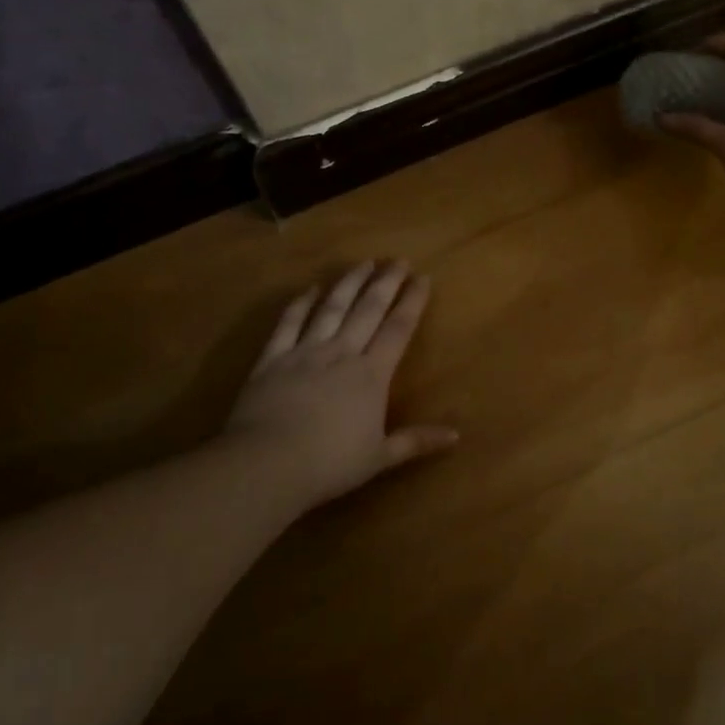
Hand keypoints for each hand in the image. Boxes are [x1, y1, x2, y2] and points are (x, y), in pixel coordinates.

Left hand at [221, 261, 457, 509]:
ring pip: (331, 308)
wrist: (268, 463)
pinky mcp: (273, 358)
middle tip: (397, 260)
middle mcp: (341, 353)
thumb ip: (416, 441)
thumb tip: (456, 435)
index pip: (397, 329)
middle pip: (367, 310)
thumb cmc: (329, 464)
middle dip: (385, 283)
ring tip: (363, 263)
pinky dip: (300, 304)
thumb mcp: (380, 458)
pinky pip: (289, 323)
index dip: (412, 302)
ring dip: (349, 283)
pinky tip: (310, 289)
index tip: (422, 278)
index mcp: (371, 375)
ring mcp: (305, 351)